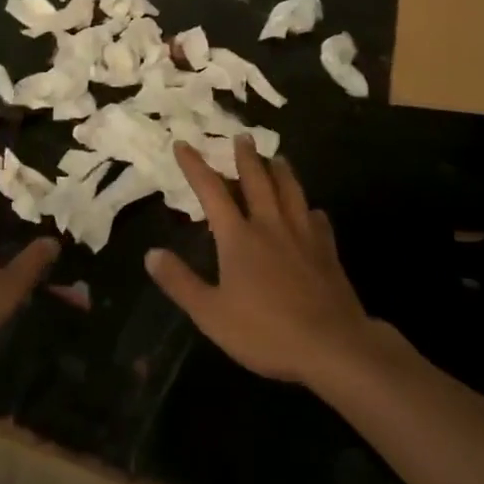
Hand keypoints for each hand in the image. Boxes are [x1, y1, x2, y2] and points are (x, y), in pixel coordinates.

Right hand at [146, 137, 394, 385]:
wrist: (332, 346)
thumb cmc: (265, 331)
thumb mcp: (210, 314)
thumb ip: (180, 282)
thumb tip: (151, 254)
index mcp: (238, 236)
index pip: (211, 191)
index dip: (195, 166)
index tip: (183, 144)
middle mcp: (270, 226)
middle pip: (257, 180)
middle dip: (246, 157)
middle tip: (242, 136)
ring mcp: (303, 236)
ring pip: (291, 192)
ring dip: (281, 171)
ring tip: (278, 158)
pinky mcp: (328, 253)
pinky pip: (319, 221)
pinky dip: (312, 211)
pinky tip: (313, 211)